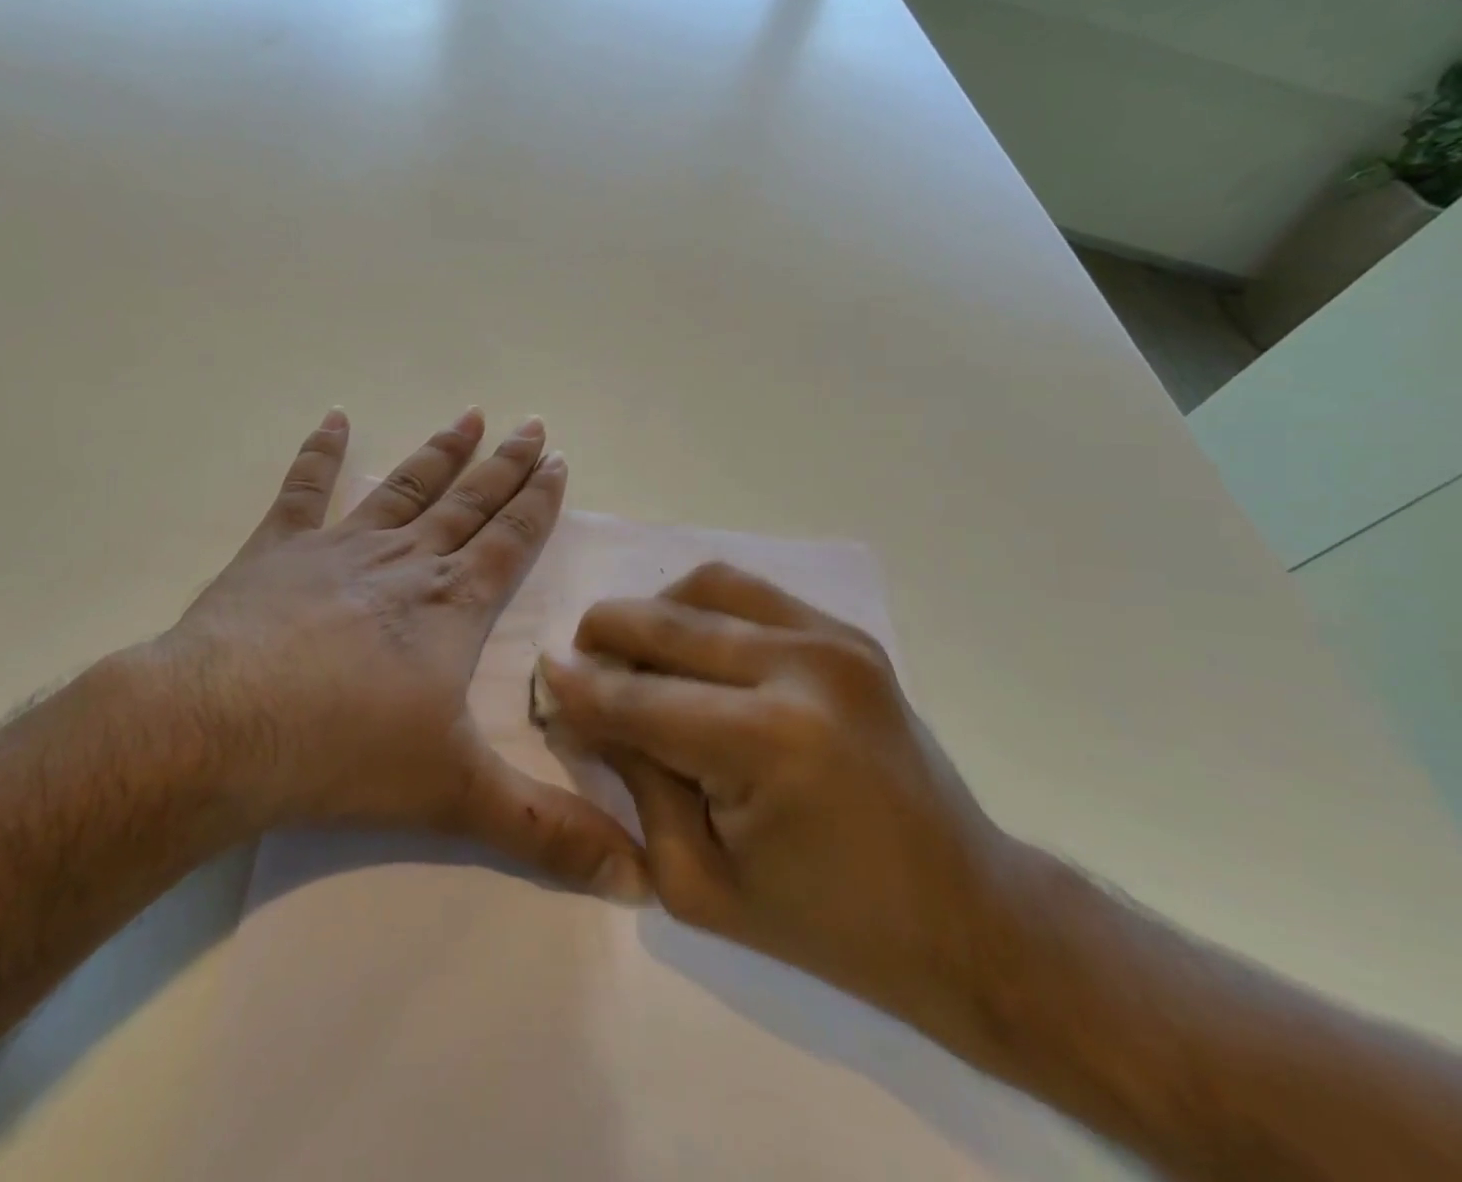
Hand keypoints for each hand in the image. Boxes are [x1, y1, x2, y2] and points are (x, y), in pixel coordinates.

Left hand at [119, 407, 649, 901]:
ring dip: (439, 451)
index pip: (508, 540)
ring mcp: (339, 549)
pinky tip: (333, 419)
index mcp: (450, 607)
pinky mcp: (278, 551)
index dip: (537, 501)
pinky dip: (320, 453)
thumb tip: (639, 879)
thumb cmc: (345, 754)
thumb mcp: (457, 797)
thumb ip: (547, 832)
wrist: (221, 731)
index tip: (558, 459)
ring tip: (468, 416)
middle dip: (504, 465)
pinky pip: (304, 489)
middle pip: (467, 502)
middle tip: (531, 424)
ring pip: (404, 487)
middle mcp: (404, 563)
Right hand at [534, 562, 1018, 1025]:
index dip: (577, 690)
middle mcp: (800, 667)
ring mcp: (832, 639)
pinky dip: (702, 607)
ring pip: (705, 586)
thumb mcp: (698, 882)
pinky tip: (690, 646)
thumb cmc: (826, 922)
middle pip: (665, 624)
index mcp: (766, 742)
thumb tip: (582, 711)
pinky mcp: (848, 634)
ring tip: (635, 653)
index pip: (636, 699)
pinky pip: (750, 592)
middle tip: (578, 663)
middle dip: (604, 636)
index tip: (541, 680)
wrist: (967, 915)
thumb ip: (635, 782)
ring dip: (654, 612)